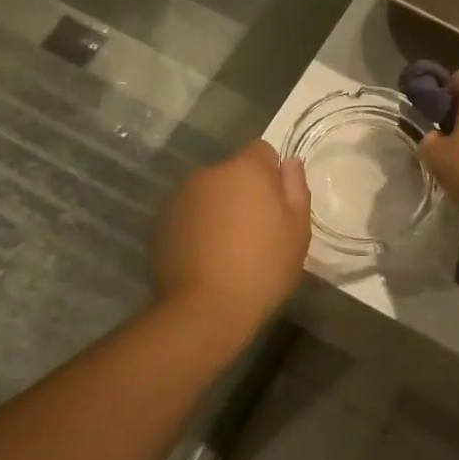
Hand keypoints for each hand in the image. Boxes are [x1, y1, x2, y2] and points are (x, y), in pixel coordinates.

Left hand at [151, 140, 309, 329]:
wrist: (204, 309)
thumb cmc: (263, 267)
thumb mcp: (298, 229)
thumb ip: (295, 187)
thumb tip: (289, 163)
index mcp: (245, 169)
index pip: (262, 150)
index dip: (271, 174)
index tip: (276, 205)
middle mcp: (208, 174)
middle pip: (232, 173)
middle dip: (243, 192)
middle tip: (255, 231)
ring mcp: (179, 198)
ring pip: (208, 194)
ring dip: (218, 209)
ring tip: (228, 248)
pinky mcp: (160, 223)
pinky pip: (188, 215)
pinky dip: (198, 227)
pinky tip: (206, 258)